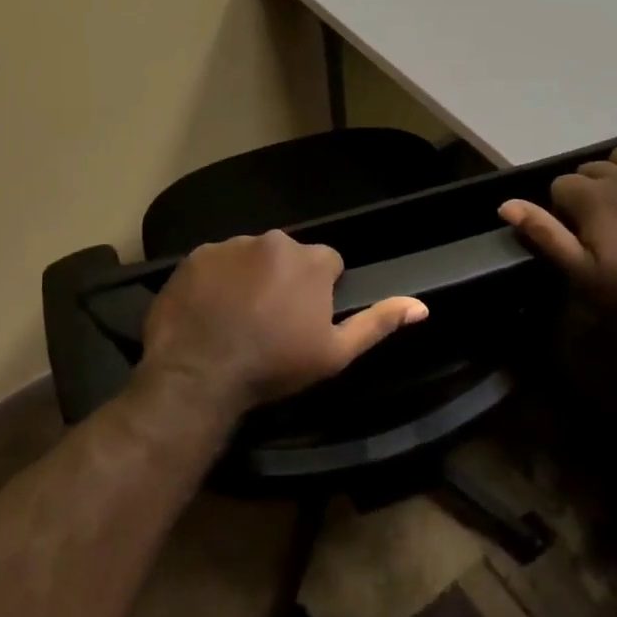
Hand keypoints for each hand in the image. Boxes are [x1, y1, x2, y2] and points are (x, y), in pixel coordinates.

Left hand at [137, 230, 427, 420]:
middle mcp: (273, 241)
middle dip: (285, 280)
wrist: (199, 375)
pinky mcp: (194, 256)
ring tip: (238, 317)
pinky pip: (215, 263)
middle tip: (271, 321)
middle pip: (288, 257)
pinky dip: (217, 280)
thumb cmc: (275, 365)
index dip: (321, 292)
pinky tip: (210, 311)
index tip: (306, 320)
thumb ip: (378, 323)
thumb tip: (421, 306)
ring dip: (250, 278)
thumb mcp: (335, 353)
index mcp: (312, 260)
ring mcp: (230, 245)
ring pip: (251, 257)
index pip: (328, 264)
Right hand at [498, 146, 616, 317]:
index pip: (559, 187)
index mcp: (591, 196)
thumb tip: (506, 205)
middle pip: (588, 171)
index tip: (577, 238)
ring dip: (614, 177)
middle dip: (586, 193)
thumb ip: (546, 235)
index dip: (562, 212)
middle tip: (601, 230)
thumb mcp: (585, 274)